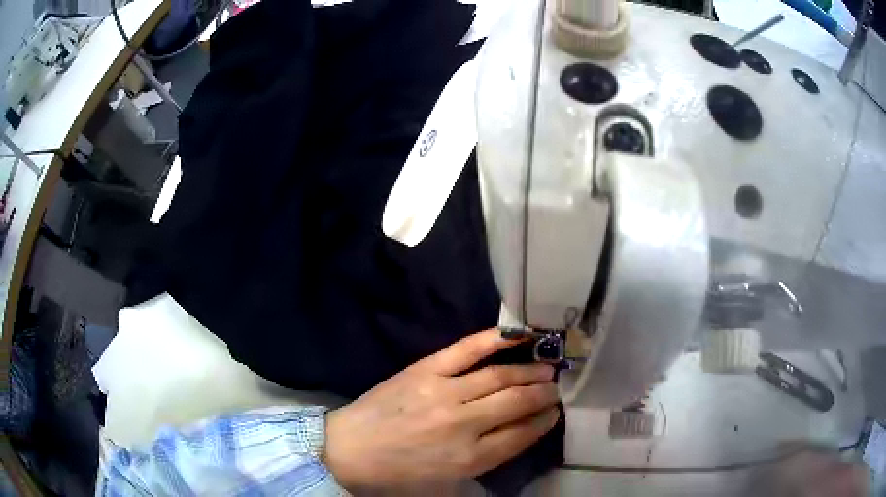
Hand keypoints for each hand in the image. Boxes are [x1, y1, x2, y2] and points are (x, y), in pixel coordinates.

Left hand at [322, 329, 559, 489]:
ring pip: (500, 376)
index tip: (554, 412)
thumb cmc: (400, 472)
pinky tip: (519, 335)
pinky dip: (495, 339)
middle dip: (543, 394)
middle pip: (517, 403)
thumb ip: (487, 457)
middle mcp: (463, 424)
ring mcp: (444, 393)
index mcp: (470, 458)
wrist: (350, 449)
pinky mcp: (425, 370)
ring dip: (530, 371)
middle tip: (555, 388)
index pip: (522, 435)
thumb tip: (521, 430)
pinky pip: (467, 349)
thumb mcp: (449, 479)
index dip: (543, 422)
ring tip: (546, 367)